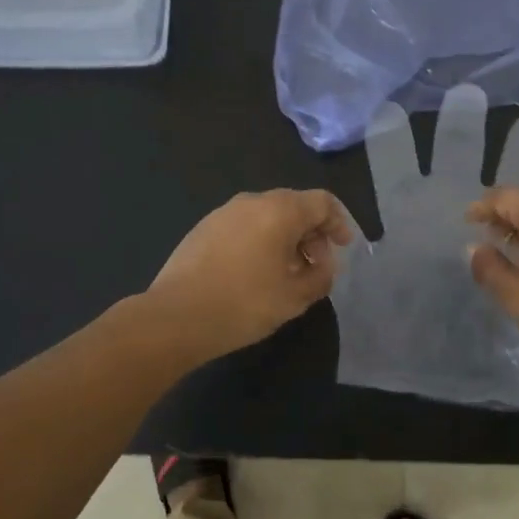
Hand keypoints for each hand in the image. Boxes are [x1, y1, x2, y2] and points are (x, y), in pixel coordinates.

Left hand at [150, 189, 353, 361]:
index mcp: (280, 210)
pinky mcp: (203, 228)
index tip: (343, 247)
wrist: (175, 317)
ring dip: (285, 239)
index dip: (339, 222)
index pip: (322, 202)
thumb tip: (324, 265)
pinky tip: (255, 273)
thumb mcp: (295, 297)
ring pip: (267, 216)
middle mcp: (252, 202)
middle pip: (294, 206)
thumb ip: (321, 277)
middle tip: (316, 266)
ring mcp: (223, 213)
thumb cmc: (244, 304)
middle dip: (312, 233)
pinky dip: (260, 241)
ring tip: (286, 273)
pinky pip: (244, 226)